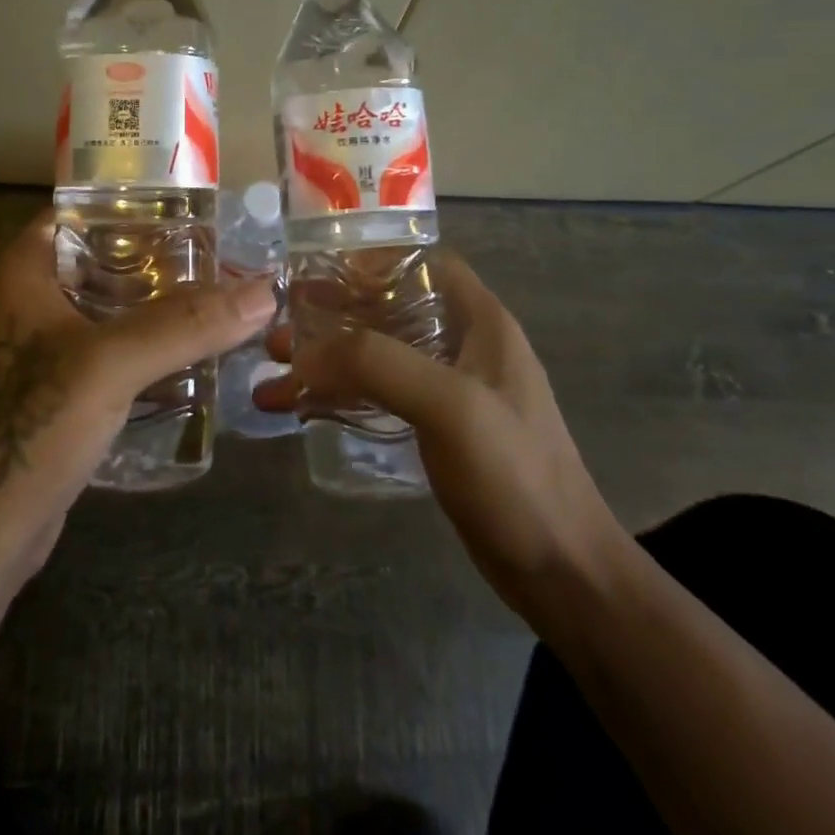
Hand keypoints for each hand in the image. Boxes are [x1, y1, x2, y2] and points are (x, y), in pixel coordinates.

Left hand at [0, 210, 276, 578]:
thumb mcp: (111, 363)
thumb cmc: (32, 425)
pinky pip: (112, 352)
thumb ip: (187, 324)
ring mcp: (43, 348)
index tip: (195, 212)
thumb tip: (266, 290)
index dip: (136, 206)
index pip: (83, 212)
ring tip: (223, 303)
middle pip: (105, 261)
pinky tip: (194, 356)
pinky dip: (148, 349)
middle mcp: (30, 299)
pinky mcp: (58, 391)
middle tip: (225, 261)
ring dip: (159, 308)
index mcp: (26, 271)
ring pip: (111, 310)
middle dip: (162, 261)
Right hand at [254, 252, 628, 626]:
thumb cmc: (514, 474)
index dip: (370, 260)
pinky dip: (338, 396)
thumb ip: (376, 363)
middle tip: (282, 327)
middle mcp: (463, 345)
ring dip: (327, 358)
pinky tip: (299, 409)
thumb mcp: (448, 404)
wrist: (560, 574)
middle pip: (388, 308)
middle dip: (332, 314)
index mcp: (479, 321)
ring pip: (377, 354)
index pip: (421, 263)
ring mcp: (450, 390)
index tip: (317, 274)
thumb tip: (303, 354)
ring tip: (274, 369)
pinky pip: (378, 395)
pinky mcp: (436, 429)